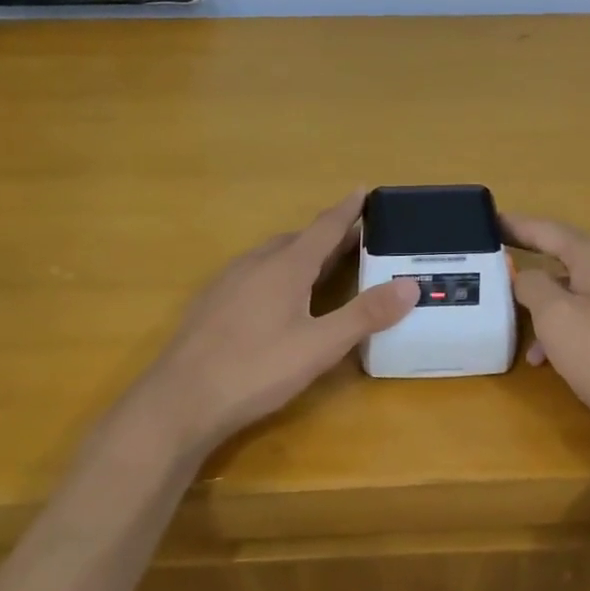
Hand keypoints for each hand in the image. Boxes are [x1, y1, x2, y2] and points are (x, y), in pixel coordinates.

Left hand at [126, 192, 418, 452]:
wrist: (179, 401)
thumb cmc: (256, 369)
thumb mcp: (320, 346)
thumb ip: (365, 315)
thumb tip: (410, 285)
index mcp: (285, 266)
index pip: (324, 227)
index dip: (347, 209)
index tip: (363, 189)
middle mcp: (255, 263)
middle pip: (298, 239)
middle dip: (327, 236)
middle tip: (354, 241)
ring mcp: (227, 282)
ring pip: (272, 256)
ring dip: (300, 254)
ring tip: (320, 267)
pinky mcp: (210, 303)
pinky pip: (253, 273)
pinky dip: (276, 273)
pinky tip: (275, 300)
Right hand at [504, 214, 589, 446]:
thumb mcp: (555, 317)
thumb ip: (532, 285)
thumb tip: (527, 275)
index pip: (548, 230)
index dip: (516, 225)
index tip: (487, 220)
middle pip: (562, 257)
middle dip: (527, 266)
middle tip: (492, 268)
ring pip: (572, 291)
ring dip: (542, 307)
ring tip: (514, 328)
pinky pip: (588, 315)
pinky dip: (563, 328)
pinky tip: (545, 359)